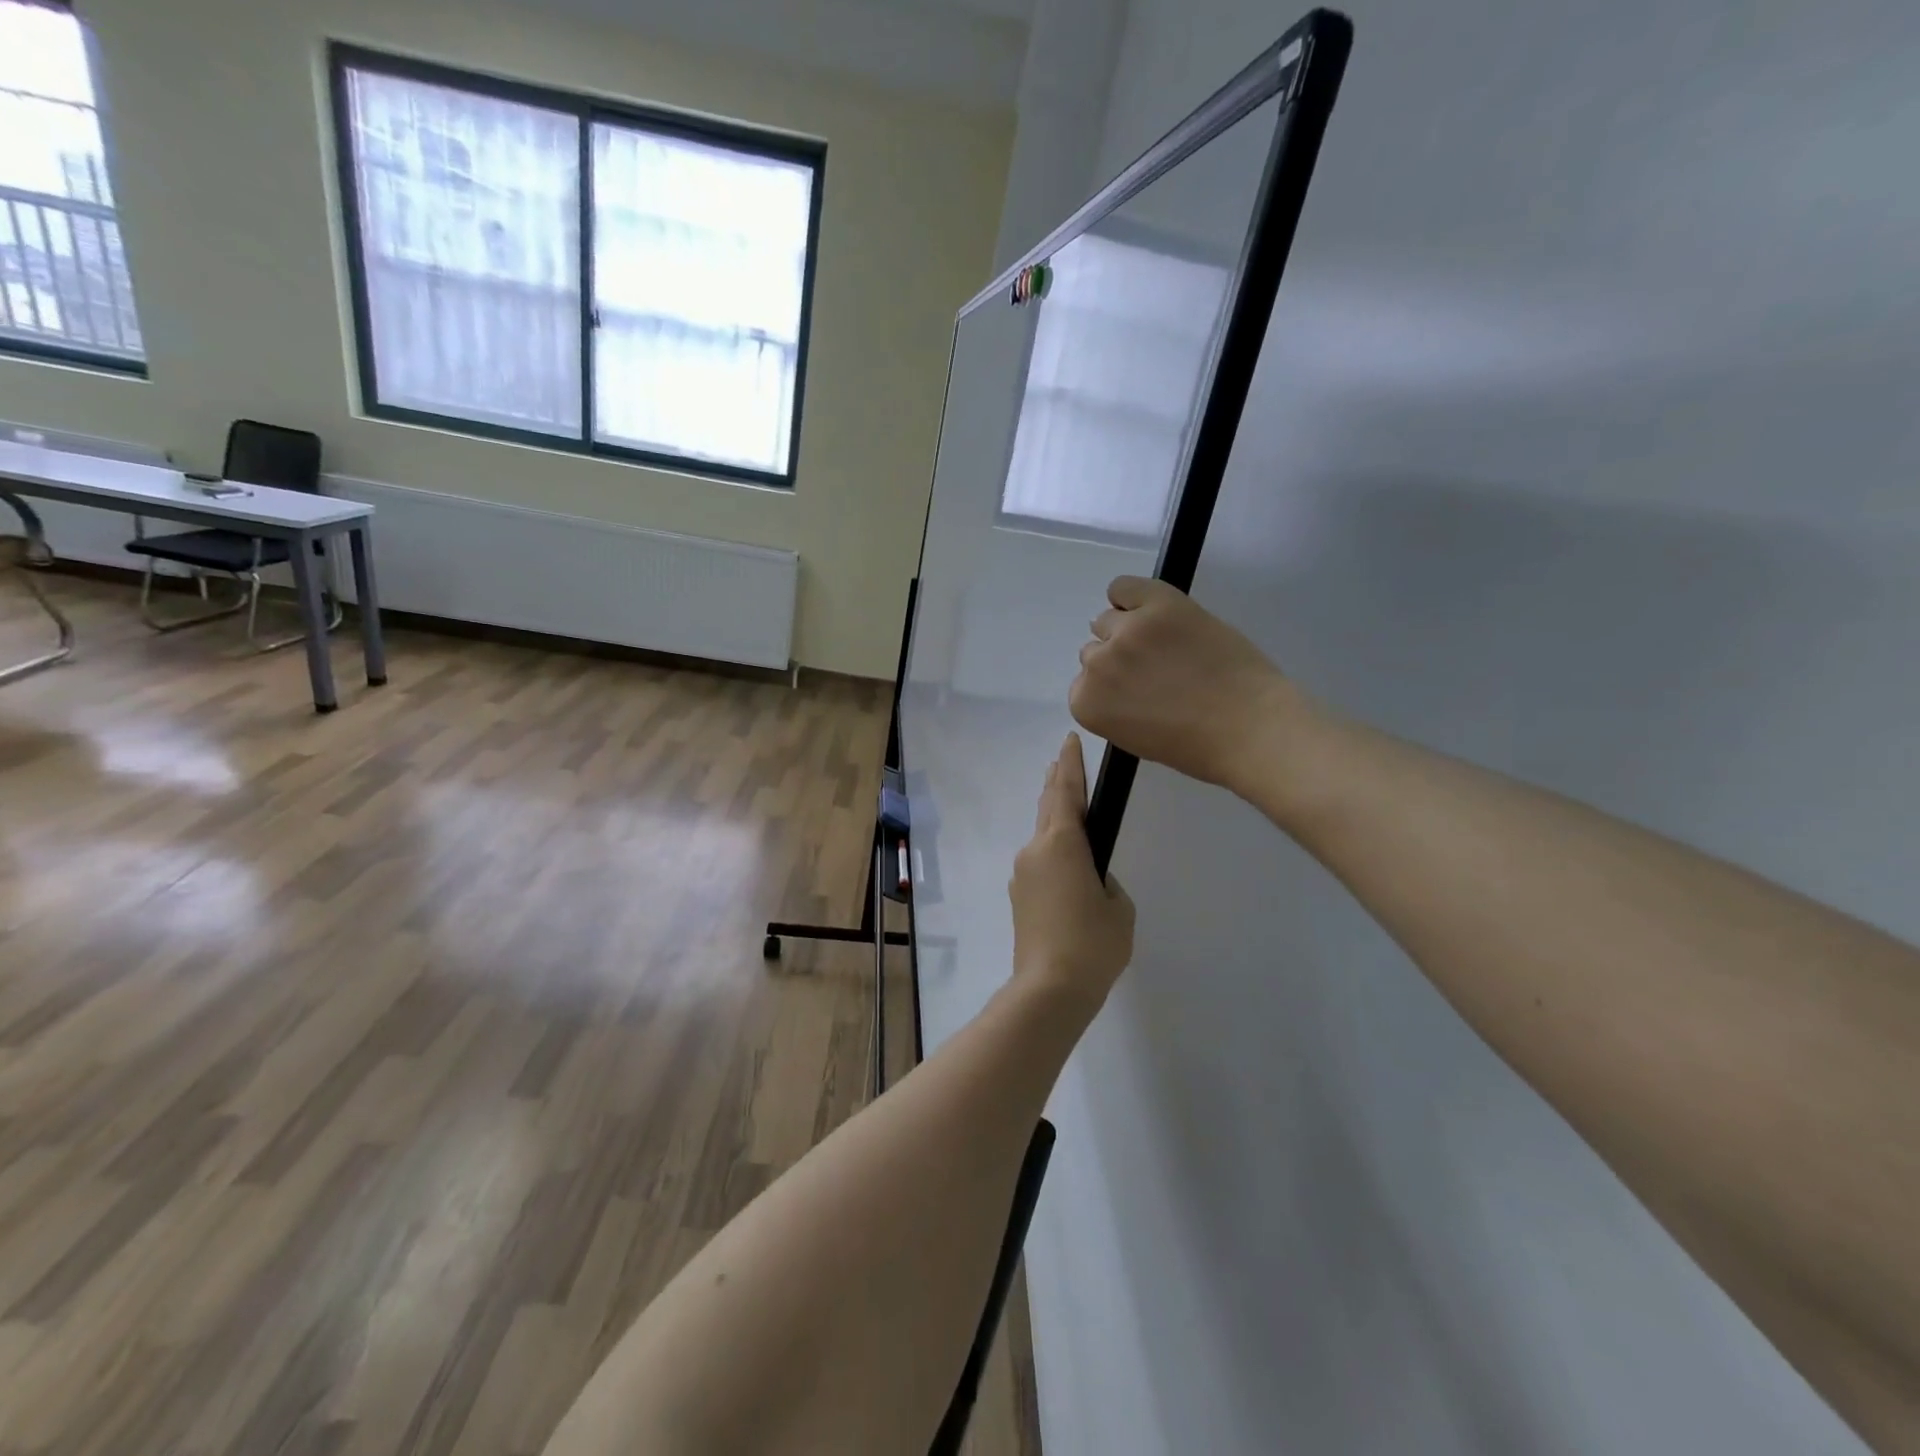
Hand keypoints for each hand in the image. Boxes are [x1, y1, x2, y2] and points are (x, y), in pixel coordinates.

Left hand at [1009, 734, 1134, 1011]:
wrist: (1049, 990)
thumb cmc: (1092, 944)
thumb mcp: (1118, 908)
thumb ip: (1106, 881)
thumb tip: (1088, 878)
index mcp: (1061, 844)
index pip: (1065, 791)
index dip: (1070, 764)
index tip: (1072, 740)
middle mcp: (1034, 851)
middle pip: (1048, 807)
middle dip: (1058, 782)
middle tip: (1065, 761)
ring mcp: (1022, 874)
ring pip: (1042, 837)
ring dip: (1056, 821)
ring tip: (1071, 811)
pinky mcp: (1019, 897)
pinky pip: (1039, 863)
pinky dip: (1054, 853)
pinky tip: (1067, 868)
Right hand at [1071, 576, 1296, 791]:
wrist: (1249, 727)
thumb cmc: (1195, 747)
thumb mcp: (1134, 737)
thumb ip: (1112, 706)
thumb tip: (1116, 677)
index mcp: (1086, 704)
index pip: (1083, 684)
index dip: (1112, 688)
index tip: (1138, 695)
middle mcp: (1097, 664)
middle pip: (1094, 650)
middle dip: (1120, 660)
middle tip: (1157, 671)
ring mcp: (1127, 631)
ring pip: (1107, 619)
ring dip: (1128, 630)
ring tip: (1165, 644)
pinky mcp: (1158, 604)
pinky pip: (1122, 587)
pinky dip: (1130, 596)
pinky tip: (1152, 609)